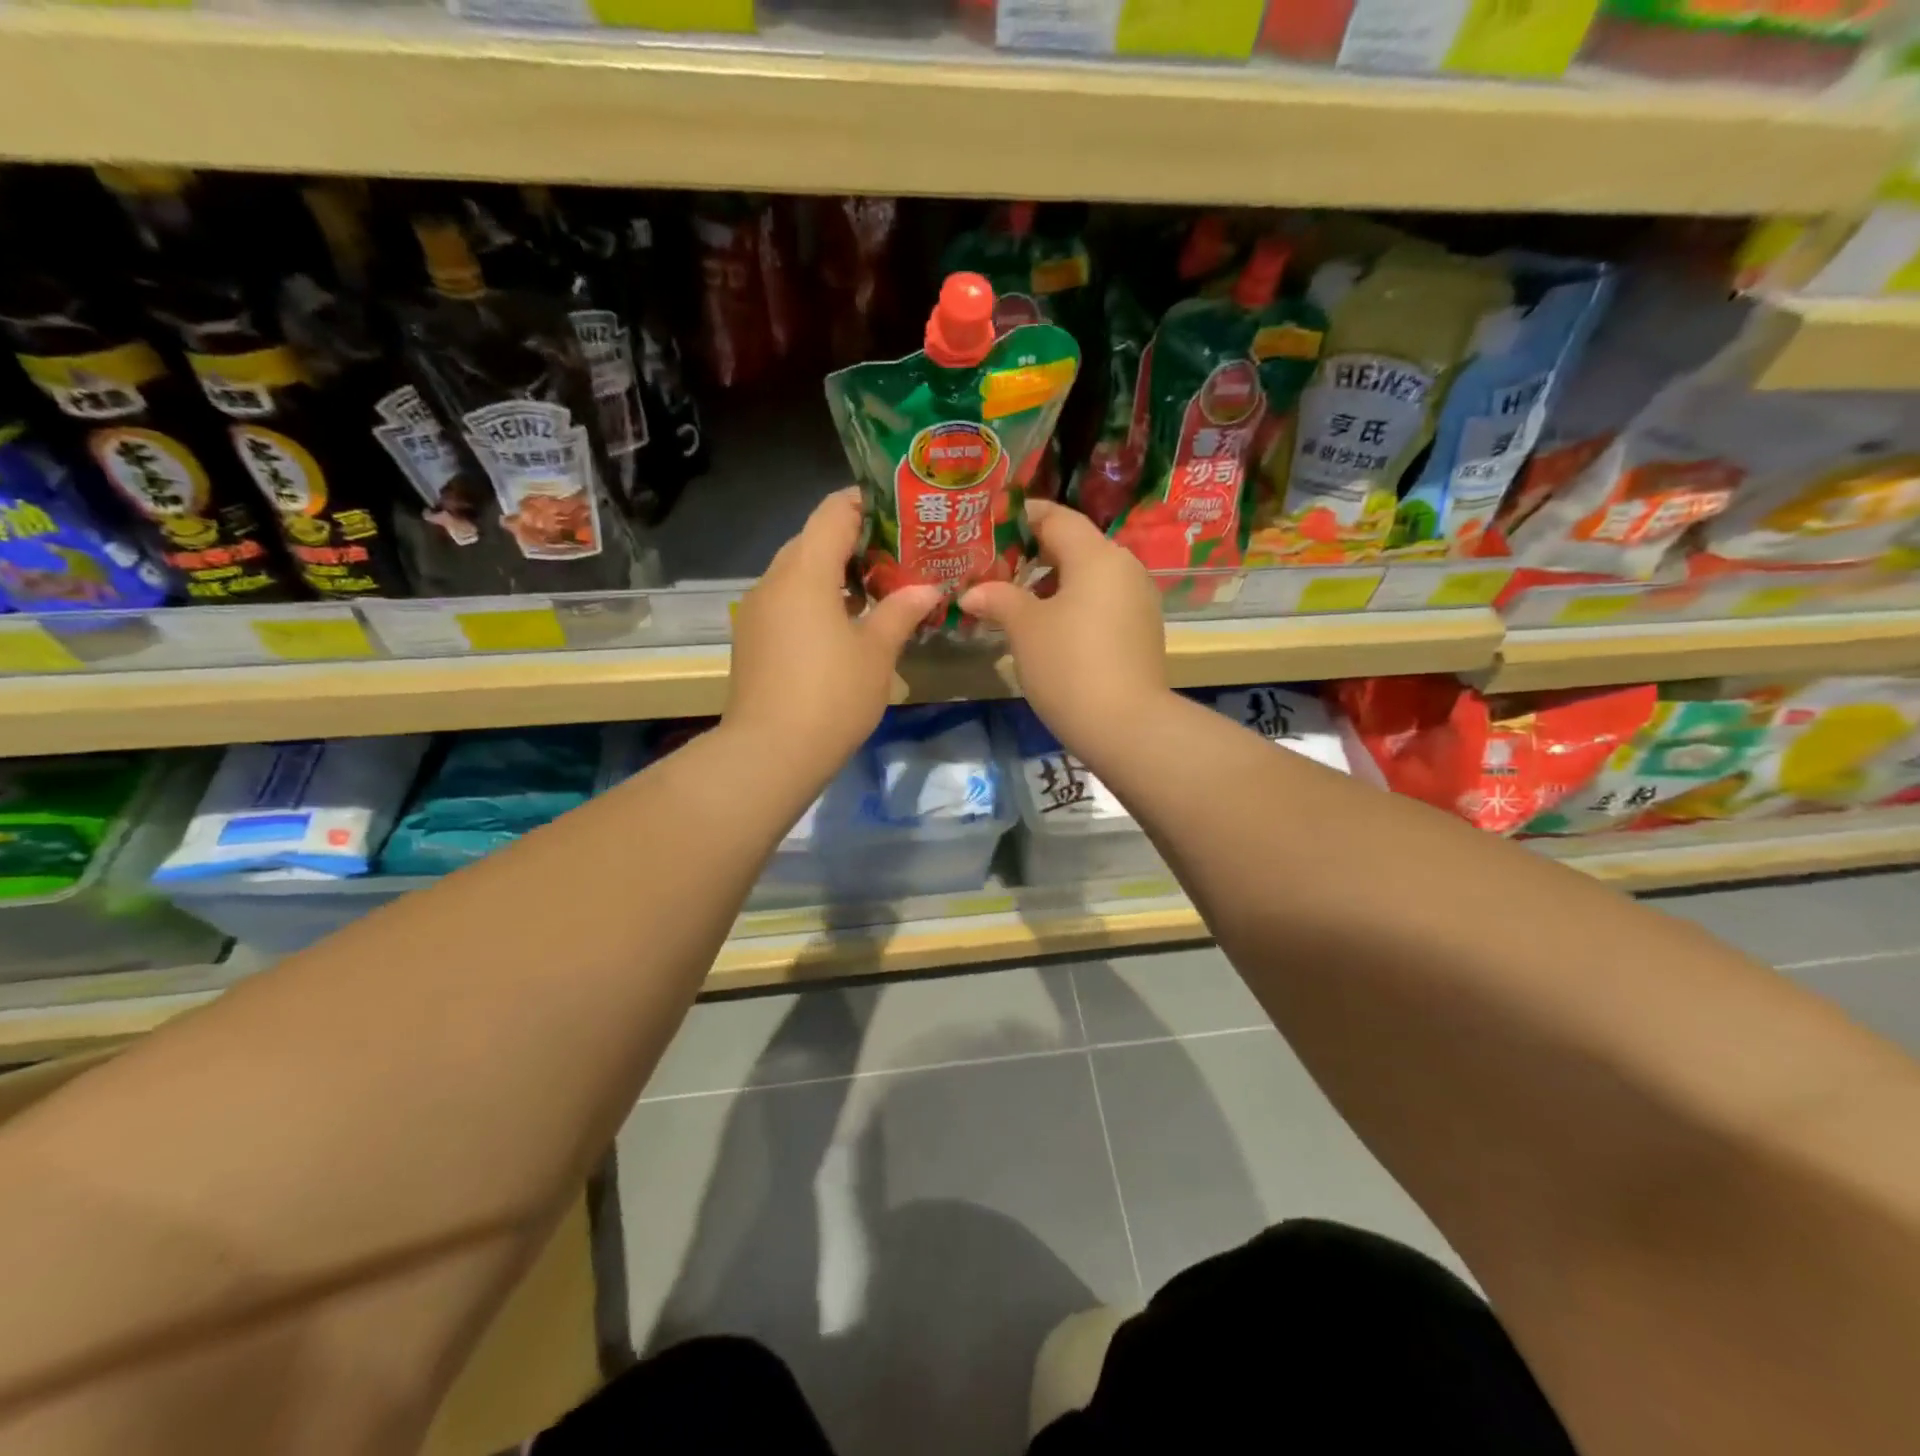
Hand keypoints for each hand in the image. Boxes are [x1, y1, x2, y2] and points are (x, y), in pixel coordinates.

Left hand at [725, 488, 942, 778]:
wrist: (771, 752)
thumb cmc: (832, 695)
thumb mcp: (877, 652)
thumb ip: (901, 611)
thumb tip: (928, 589)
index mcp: (805, 570)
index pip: (833, 511)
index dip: (867, 503)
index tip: (900, 512)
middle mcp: (774, 580)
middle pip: (813, 539)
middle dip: (855, 542)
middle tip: (898, 556)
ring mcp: (757, 610)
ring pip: (798, 573)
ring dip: (835, 574)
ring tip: (878, 591)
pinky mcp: (752, 638)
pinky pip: (787, 601)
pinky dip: (816, 600)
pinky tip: (845, 625)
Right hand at [960, 499, 1167, 762]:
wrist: (1126, 726)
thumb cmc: (1068, 665)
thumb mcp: (1024, 628)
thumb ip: (998, 598)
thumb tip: (972, 592)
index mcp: (1096, 555)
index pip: (1056, 517)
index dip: (1021, 517)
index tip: (990, 526)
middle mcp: (1124, 567)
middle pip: (1075, 545)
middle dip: (1033, 554)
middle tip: (995, 568)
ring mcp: (1138, 600)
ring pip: (1089, 576)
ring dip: (1052, 583)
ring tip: (1016, 602)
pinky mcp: (1142, 631)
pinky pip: (1102, 602)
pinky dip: (1074, 605)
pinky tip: (1049, 629)